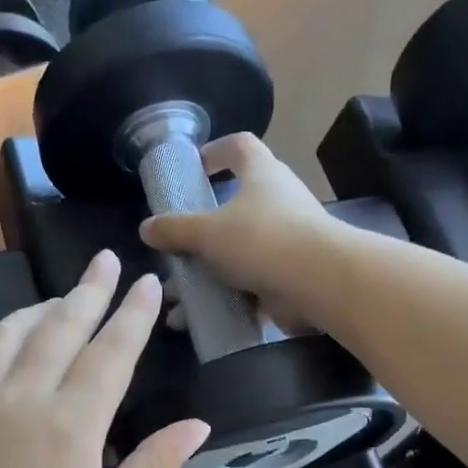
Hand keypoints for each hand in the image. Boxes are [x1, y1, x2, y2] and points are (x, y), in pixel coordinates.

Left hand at [0, 253, 208, 467]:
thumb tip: (197, 424)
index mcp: (70, 425)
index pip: (110, 351)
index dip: (132, 313)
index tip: (147, 281)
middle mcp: (19, 398)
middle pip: (58, 326)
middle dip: (88, 290)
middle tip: (106, 261)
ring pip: (7, 335)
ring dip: (37, 309)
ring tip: (58, 300)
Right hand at [139, 133, 344, 333]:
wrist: (320, 283)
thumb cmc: (262, 240)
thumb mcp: (208, 232)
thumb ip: (175, 229)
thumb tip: (146, 228)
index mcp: (261, 175)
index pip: (239, 147)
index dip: (215, 151)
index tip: (193, 168)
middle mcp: (277, 203)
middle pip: (232, 209)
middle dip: (198, 233)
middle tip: (172, 251)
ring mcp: (286, 242)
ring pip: (236, 255)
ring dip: (205, 276)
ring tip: (175, 299)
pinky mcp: (289, 278)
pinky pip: (248, 287)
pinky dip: (223, 302)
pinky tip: (197, 321)